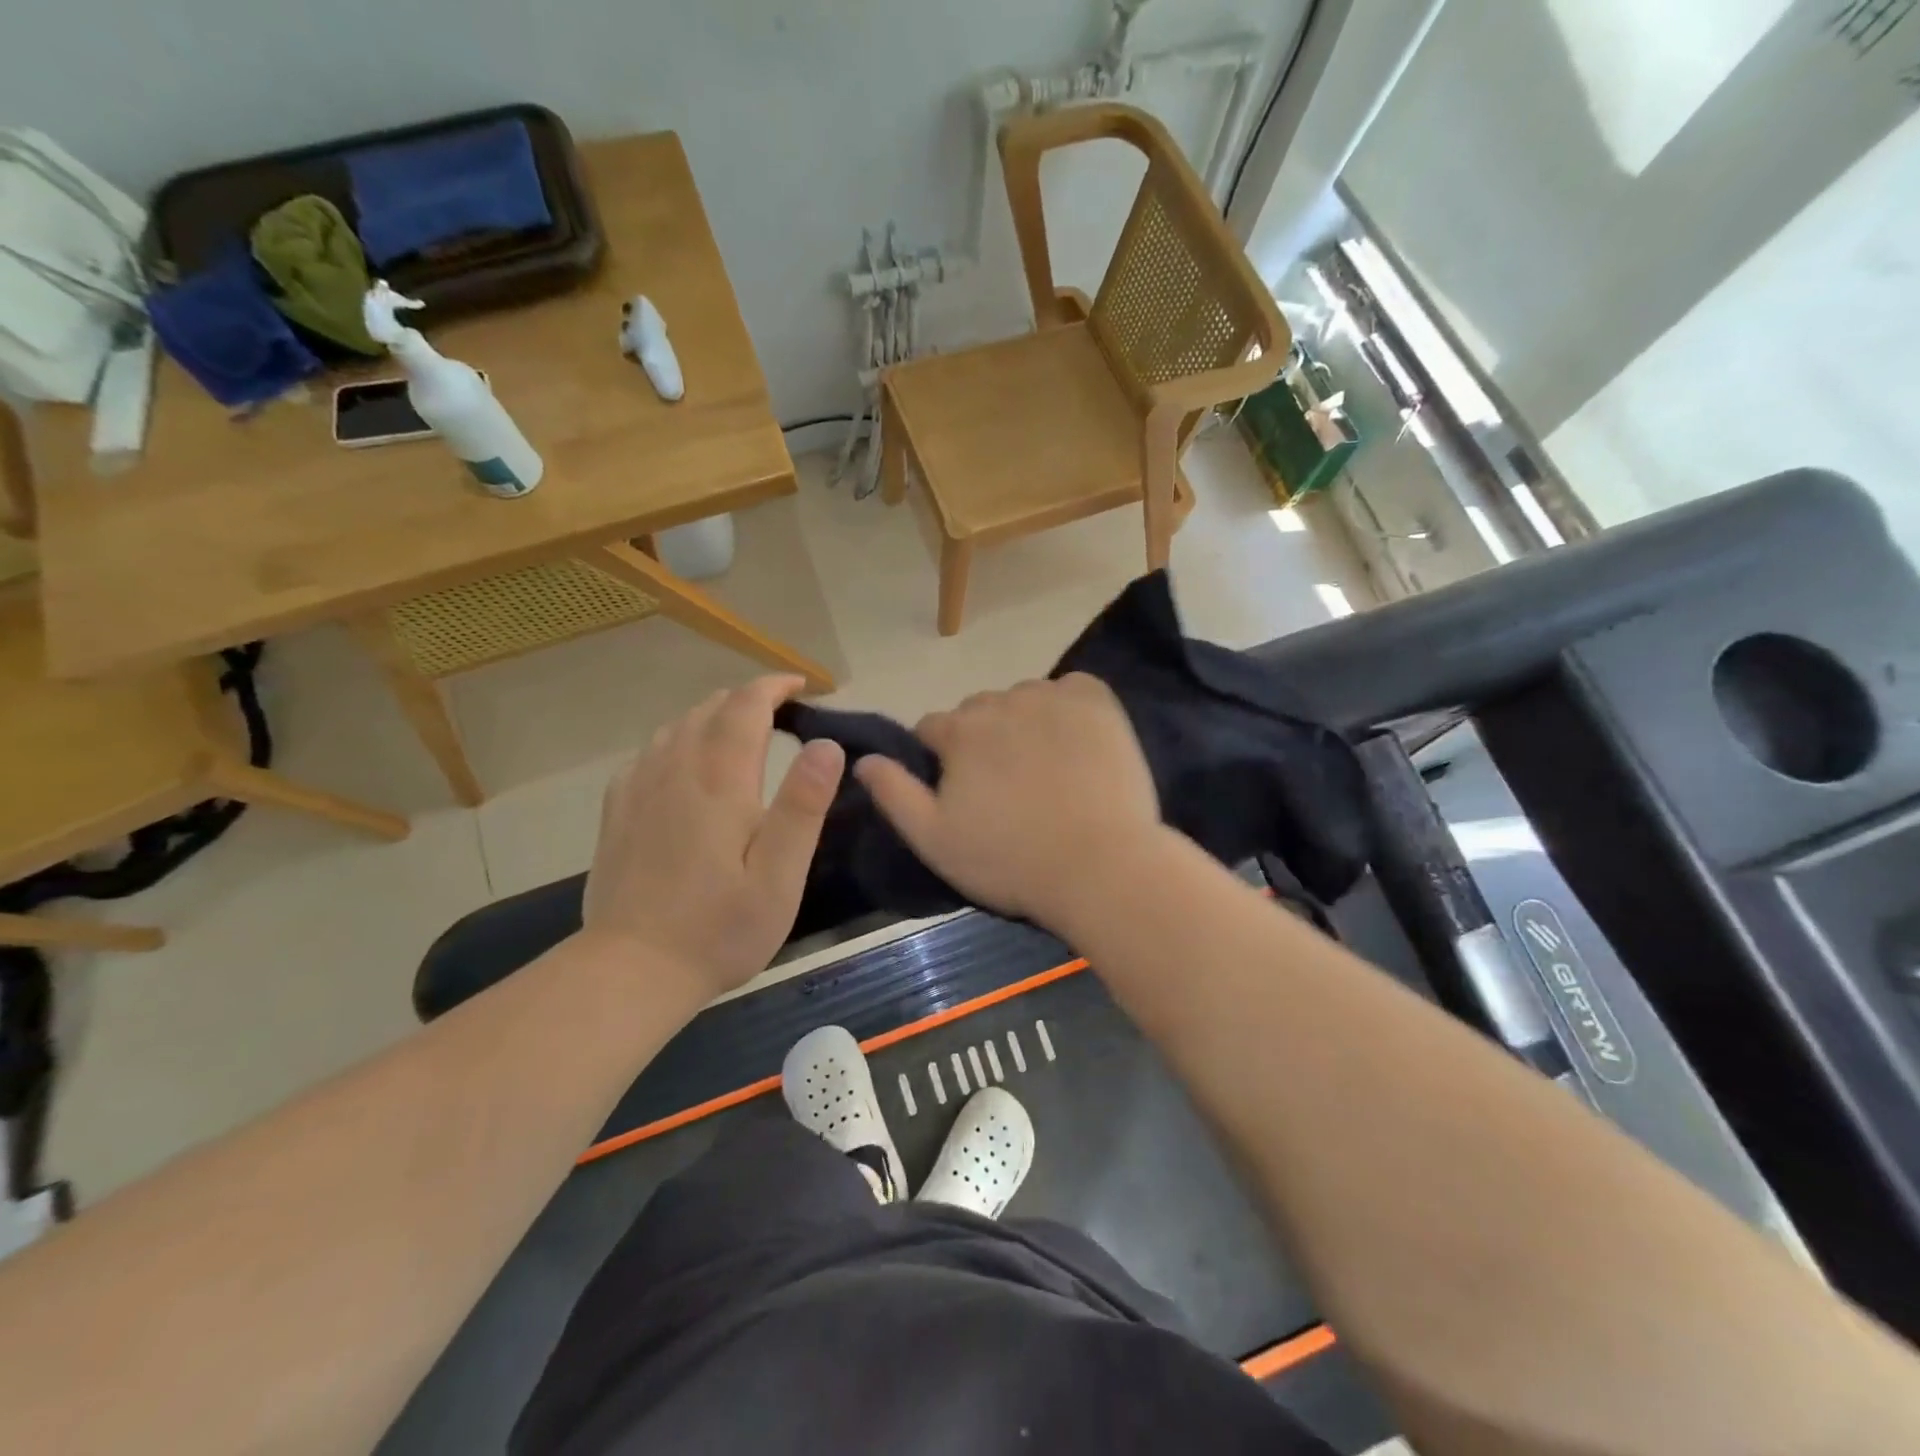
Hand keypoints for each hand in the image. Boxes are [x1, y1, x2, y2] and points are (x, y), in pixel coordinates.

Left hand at [583, 676, 844, 996]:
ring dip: (712, 715)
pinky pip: (650, 752)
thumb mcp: (780, 876)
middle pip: (709, 709)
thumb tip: (826, 745)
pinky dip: (678, 740)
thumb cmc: (720, 928)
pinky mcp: (618, 811)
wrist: (632, 969)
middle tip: (781, 711)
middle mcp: (676, 770)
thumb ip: (803, 807)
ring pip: (677, 726)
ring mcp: (640, 788)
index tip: (800, 685)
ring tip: (740, 729)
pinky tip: (687, 762)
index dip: (773, 687)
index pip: (745, 707)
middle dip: (747, 699)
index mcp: (720, 781)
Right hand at [854, 675, 1159, 924]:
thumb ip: (893, 794)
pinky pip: (1071, 689)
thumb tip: (862, 759)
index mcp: (959, 732)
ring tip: (1046, 767)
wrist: (1100, 867)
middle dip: (982, 739)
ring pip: (1023, 699)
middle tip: (1007, 785)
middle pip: (978, 711)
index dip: (941, 759)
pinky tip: (1077, 742)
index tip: (962, 791)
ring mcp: (1052, 697)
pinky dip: (1068, 707)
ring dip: (1024, 722)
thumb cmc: (1010, 861)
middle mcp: (1001, 702)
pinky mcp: (1096, 701)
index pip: (932, 729)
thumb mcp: (934, 840)